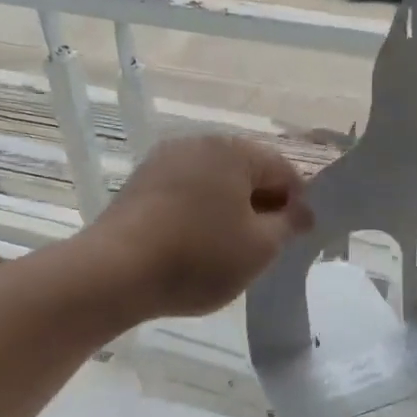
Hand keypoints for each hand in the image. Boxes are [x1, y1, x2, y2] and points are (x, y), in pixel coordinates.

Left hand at [87, 134, 311, 321]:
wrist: (114, 272)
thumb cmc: (199, 257)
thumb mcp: (259, 248)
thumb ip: (288, 225)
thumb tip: (302, 212)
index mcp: (234, 151)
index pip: (283, 170)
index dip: (298, 203)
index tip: (300, 236)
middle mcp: (199, 144)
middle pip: (246, 171)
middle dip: (262, 204)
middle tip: (268, 244)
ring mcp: (164, 161)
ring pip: (214, 182)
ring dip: (230, 208)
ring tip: (231, 247)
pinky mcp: (139, 183)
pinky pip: (185, 192)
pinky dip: (199, 212)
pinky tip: (196, 244)